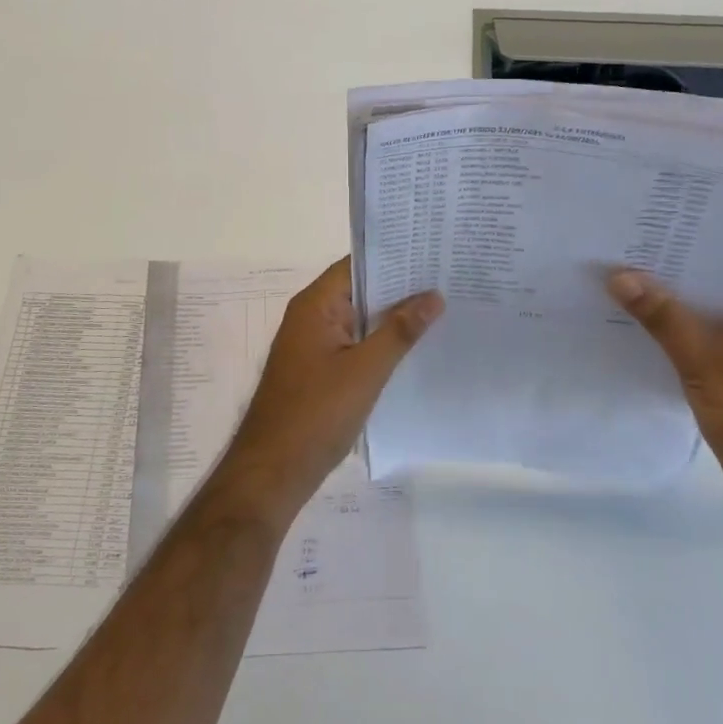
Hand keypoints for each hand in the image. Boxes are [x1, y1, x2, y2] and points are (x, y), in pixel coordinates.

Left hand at [219, 258, 441, 519]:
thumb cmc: (316, 414)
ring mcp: (313, 345)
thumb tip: (433, 296)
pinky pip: (354, 345)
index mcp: (314, 306)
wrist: (273, 471)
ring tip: (443, 308)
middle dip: (400, 287)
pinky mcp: (318, 371)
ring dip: (392, 317)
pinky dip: (380, 343)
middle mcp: (310, 317)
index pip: (357, 266)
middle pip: (359, 291)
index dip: (393, 257)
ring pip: (358, 320)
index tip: (432, 252)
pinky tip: (414, 349)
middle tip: (448, 279)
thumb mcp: (365, 370)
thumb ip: (399, 331)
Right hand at [608, 271, 722, 510]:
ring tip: (626, 290)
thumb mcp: (701, 358)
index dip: (687, 250)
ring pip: (711, 316)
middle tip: (625, 260)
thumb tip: (618, 274)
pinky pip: (710, 340)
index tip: (644, 238)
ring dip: (675, 310)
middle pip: (717, 288)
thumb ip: (661, 315)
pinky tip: (644, 331)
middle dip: (674, 281)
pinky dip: (682, 337)